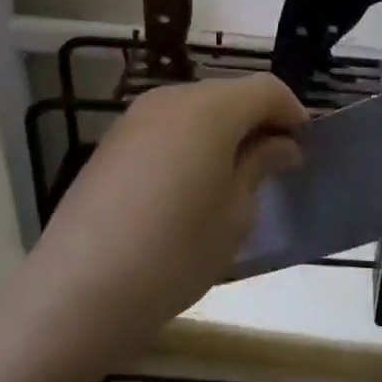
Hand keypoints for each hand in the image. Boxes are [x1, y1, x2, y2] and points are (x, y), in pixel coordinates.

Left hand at [20, 74, 307, 366]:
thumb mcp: (234, 215)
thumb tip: (279, 145)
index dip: (292, 113)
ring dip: (222, 133)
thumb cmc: (174, 254)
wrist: (77, 292)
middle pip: (229, 94)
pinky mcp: (111, 143)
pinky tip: (185, 189)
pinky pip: (165, 129)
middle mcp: (171, 99)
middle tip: (272, 167)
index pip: (267, 89)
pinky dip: (188, 144)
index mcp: (210, 109)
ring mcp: (134, 118)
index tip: (303, 149)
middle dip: (257, 122)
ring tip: (230, 181)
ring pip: (195, 110)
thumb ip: (260, 166)